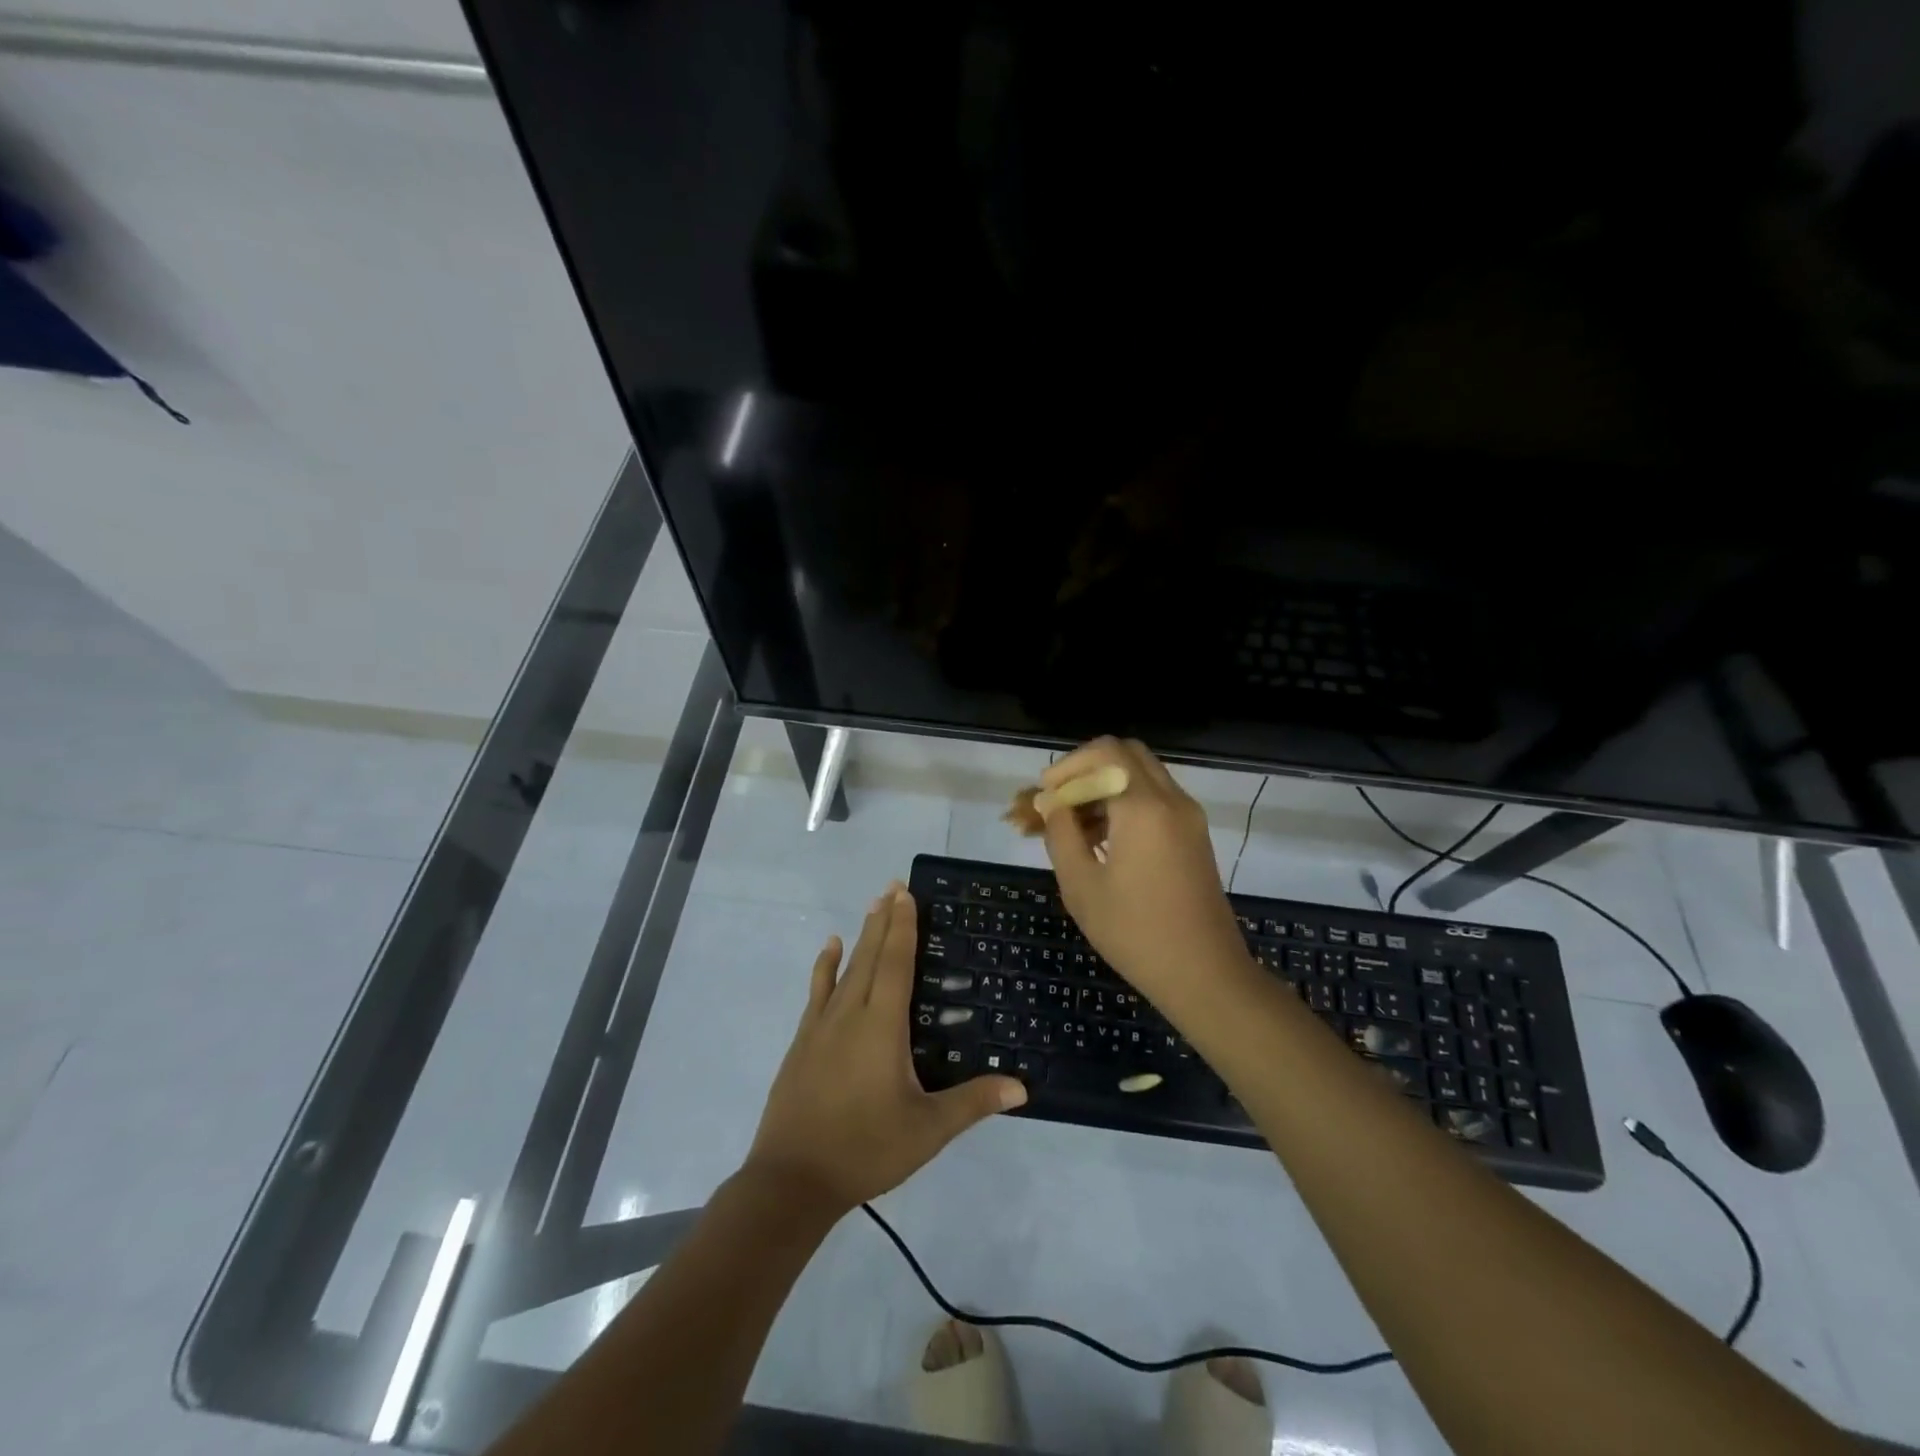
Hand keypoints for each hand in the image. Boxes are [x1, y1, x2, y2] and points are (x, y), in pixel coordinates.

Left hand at [745, 884, 1026, 1215]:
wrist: (792, 1180)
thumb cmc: (865, 1149)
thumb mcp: (927, 1130)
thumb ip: (973, 1103)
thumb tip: (1021, 1087)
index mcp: (882, 1026)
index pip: (895, 963)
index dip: (903, 927)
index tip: (906, 893)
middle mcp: (851, 1014)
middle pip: (870, 956)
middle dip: (884, 920)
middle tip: (894, 886)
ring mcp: (821, 1026)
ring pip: (845, 969)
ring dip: (860, 936)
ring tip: (872, 906)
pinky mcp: (802, 1042)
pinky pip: (817, 991)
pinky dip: (825, 966)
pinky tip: (829, 948)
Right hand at [1038, 738, 1252, 1004]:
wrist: (1205, 974)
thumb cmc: (1135, 932)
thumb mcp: (1081, 885)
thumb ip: (1061, 834)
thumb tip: (1050, 802)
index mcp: (1143, 807)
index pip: (1105, 752)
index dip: (1068, 766)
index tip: (1046, 798)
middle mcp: (1171, 800)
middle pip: (1126, 754)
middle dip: (1087, 769)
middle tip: (1061, 801)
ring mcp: (1188, 817)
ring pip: (1141, 776)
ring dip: (1105, 787)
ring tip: (1072, 827)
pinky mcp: (1194, 835)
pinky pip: (1155, 800)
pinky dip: (1125, 804)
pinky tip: (1100, 841)